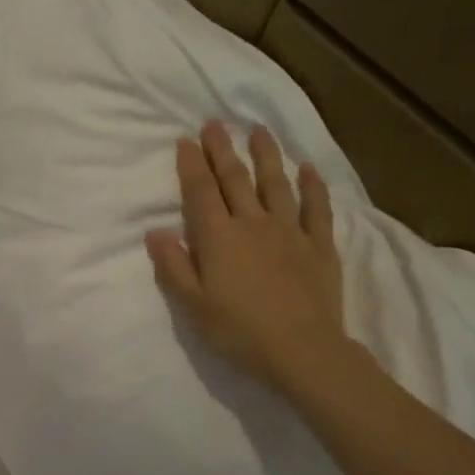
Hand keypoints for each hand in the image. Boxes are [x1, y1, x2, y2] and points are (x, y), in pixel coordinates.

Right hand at [146, 122, 347, 386]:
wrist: (302, 351)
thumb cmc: (238, 330)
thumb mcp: (192, 304)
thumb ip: (173, 265)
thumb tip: (155, 231)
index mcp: (218, 237)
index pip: (201, 191)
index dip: (191, 164)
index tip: (185, 140)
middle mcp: (253, 224)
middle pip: (235, 179)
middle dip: (222, 150)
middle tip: (214, 123)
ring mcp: (290, 232)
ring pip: (276, 184)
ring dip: (266, 155)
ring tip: (258, 131)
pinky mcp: (319, 246)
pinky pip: (317, 209)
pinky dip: (313, 186)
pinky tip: (308, 169)